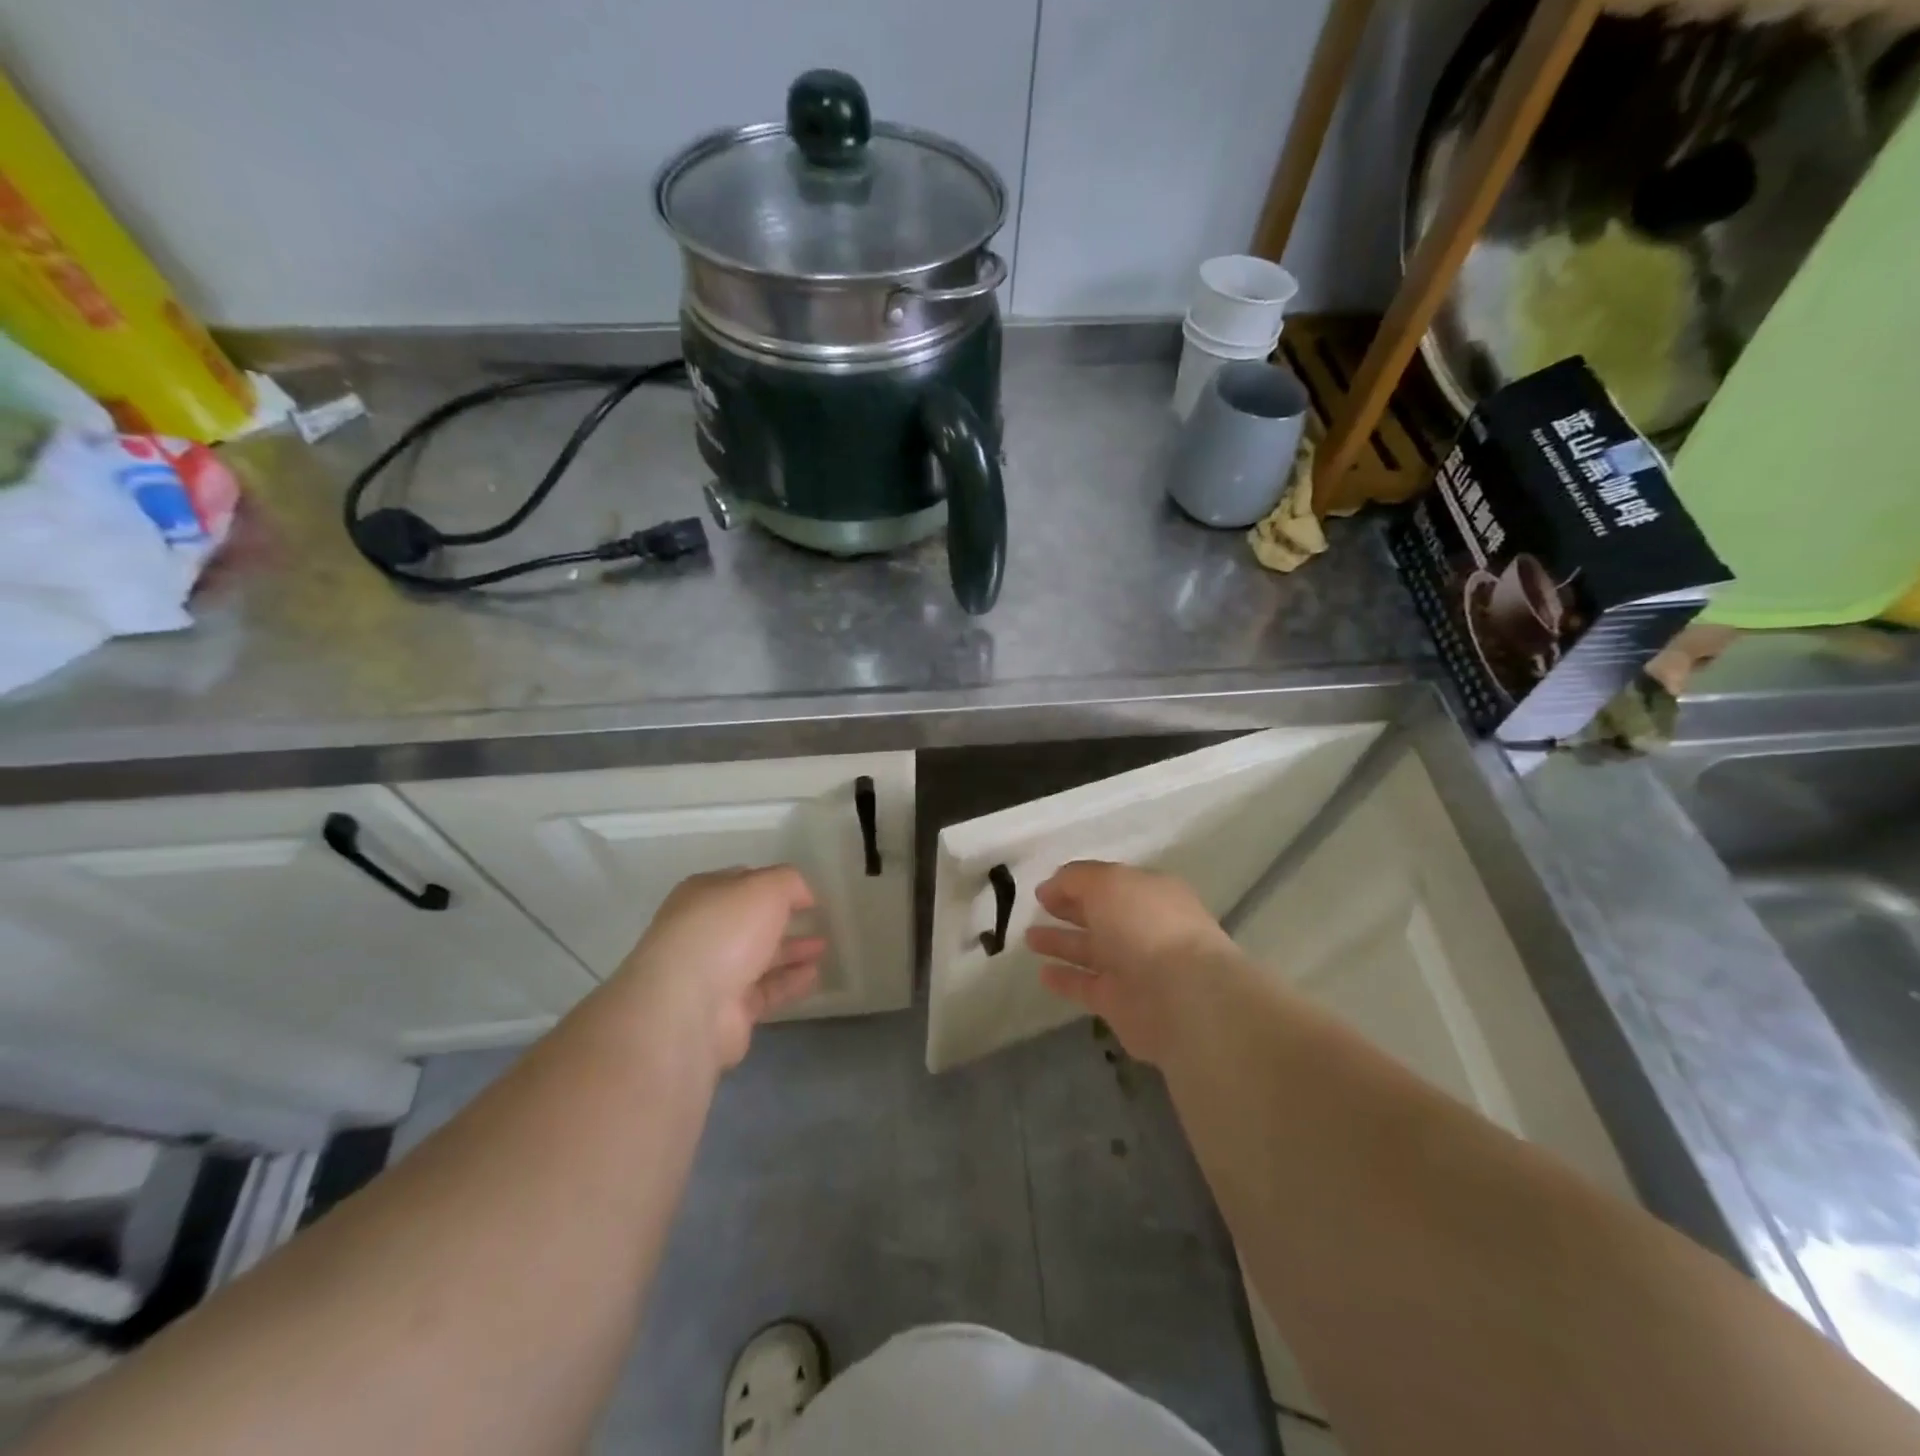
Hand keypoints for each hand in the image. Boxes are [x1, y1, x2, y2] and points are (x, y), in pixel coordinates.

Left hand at [615, 867, 825, 1069]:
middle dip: (783, 920)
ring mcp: (712, 974)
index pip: (741, 882)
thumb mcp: (766, 887)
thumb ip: (789, 882)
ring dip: (791, 951)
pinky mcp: (726, 1011)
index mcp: (703, 895)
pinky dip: (789, 982)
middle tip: (817, 921)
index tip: (803, 893)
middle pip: (750, 922)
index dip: (773, 884)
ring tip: (824, 948)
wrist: (688, 1006)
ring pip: (759, 958)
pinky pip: (765, 991)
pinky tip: (814, 975)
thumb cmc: (725, 931)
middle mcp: (704, 932)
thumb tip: (802, 894)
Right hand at [1025, 861, 1237, 1065]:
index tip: (1045, 888)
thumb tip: (1050, 887)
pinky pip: (1086, 986)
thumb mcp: (1107, 882)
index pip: (1110, 883)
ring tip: (1029, 938)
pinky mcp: (1121, 1004)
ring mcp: (1134, 967)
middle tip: (1037, 907)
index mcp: (1150, 893)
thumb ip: (1075, 878)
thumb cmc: (1146, 925)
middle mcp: (1144, 928)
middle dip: (1070, 909)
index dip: (1078, 883)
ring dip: (1061, 943)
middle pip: (1101, 915)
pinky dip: (1065, 979)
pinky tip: (1042, 973)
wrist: (1181, 997)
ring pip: (1091, 951)